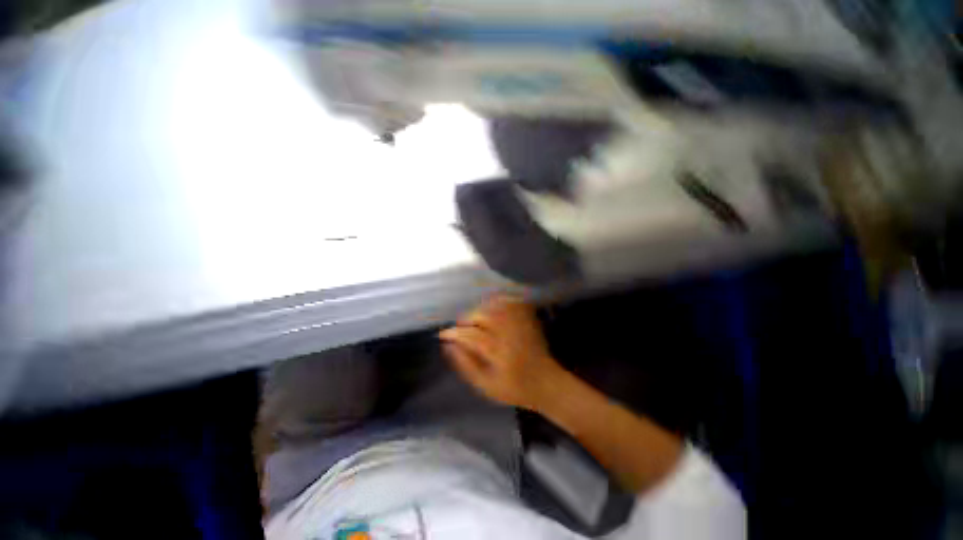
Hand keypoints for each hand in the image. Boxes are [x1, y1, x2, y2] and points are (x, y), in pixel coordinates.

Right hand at [439, 295, 566, 410]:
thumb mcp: (485, 385)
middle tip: (461, 329)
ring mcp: (520, 322)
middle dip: (466, 320)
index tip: (443, 335)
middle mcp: (509, 333)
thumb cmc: (514, 388)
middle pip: (482, 315)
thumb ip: (465, 365)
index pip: (470, 336)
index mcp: (499, 352)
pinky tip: (491, 309)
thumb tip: (448, 346)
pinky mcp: (528, 317)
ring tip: (474, 321)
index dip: (454, 333)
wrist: (546, 382)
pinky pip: (509, 301)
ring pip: (493, 305)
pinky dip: (497, 301)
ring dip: (479, 310)